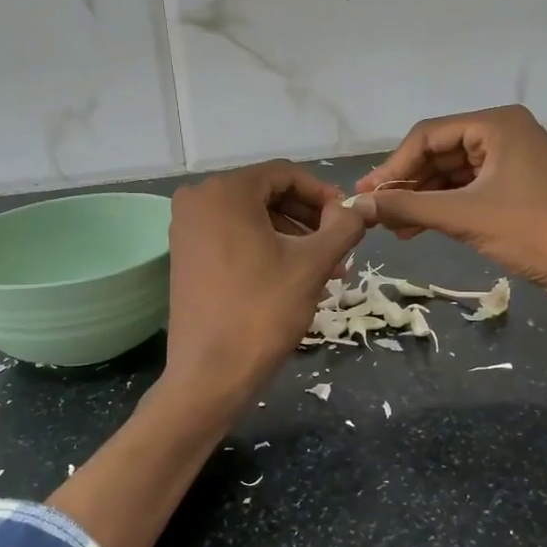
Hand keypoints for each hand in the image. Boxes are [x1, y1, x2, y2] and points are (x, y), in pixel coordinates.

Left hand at [164, 161, 363, 398]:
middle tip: (340, 248)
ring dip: (292, 237)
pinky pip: (233, 237)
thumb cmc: (263, 310)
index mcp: (225, 191)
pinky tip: (295, 276)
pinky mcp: (185, 256)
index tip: (348, 221)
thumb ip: (342, 227)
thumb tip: (361, 208)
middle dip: (309, 220)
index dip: (323, 194)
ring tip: (326, 269)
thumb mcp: (312, 264)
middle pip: (267, 195)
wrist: (210, 373)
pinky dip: (266, 248)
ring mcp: (187, 229)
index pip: (285, 174)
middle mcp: (198, 200)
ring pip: (252, 219)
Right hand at [352, 105, 546, 304]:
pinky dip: (443, 208)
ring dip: (422, 199)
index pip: (428, 135)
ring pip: (451, 174)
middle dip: (407, 184)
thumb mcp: (464, 217)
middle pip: (439, 153)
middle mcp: (504, 133)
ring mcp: (512, 160)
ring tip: (392, 227)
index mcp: (497, 124)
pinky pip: (468, 190)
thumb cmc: (532, 233)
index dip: (393, 166)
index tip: (366, 195)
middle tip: (376, 213)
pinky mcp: (516, 188)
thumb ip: (408, 207)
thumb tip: (358, 204)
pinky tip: (417, 228)